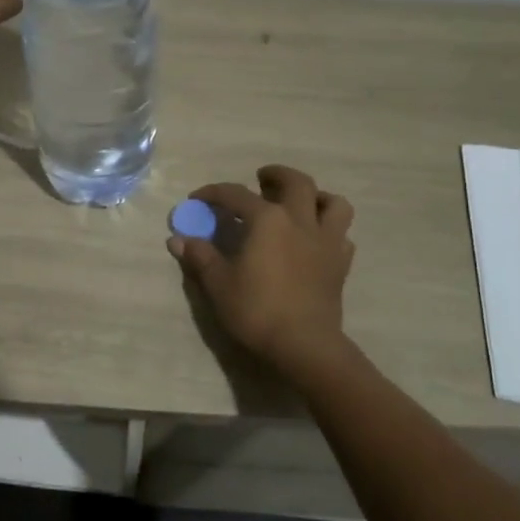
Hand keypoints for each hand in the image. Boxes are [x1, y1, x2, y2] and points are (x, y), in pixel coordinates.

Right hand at [168, 166, 356, 377]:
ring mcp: (326, 242)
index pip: (236, 194)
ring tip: (300, 204)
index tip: (197, 200)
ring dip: (316, 197)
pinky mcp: (340, 265)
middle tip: (261, 179)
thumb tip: (178, 239)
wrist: (304, 345)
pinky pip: (341, 235)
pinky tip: (315, 241)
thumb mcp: (218, 284)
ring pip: (333, 203)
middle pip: (296, 182)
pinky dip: (329, 230)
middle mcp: (300, 221)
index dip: (213, 193)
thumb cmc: (257, 310)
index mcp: (268, 220)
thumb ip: (200, 256)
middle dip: (277, 175)